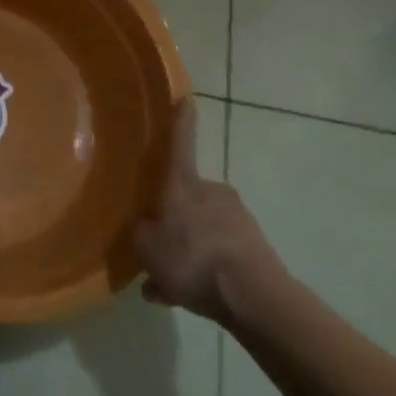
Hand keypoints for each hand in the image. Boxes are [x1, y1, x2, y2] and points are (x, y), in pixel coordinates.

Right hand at [135, 101, 289, 329]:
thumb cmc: (192, 258)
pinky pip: (221, 253)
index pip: (180, 142)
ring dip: (189, 247)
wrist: (254, 297)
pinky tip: (191, 296)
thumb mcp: (147, 247)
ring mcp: (238, 218)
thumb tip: (141, 227)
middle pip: (189, 194)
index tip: (185, 98)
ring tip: (170, 281)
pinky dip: (206, 270)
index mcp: (183, 183)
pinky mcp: (256, 246)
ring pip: (204, 227)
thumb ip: (140, 233)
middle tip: (159, 241)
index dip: (180, 120)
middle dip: (175, 214)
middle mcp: (212, 191)